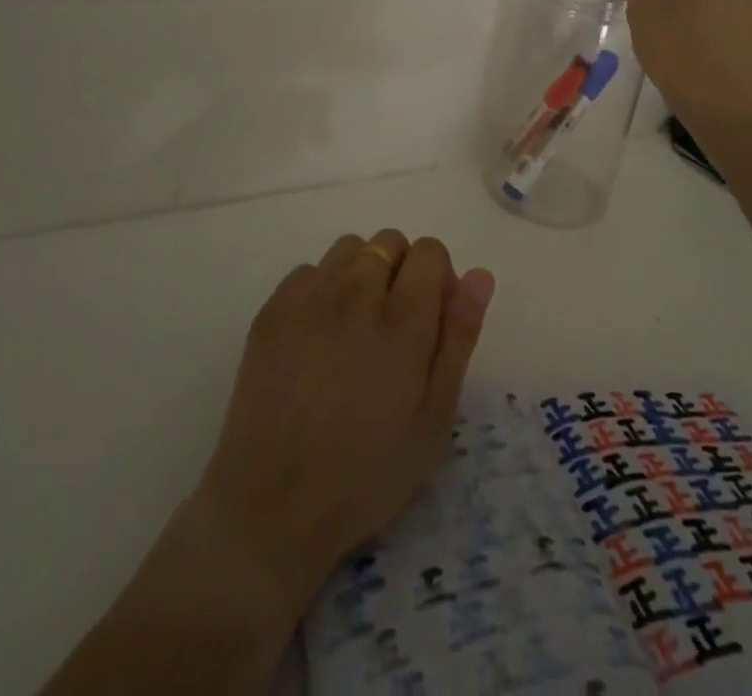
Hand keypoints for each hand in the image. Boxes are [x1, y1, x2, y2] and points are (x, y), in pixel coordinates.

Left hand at [193, 230, 494, 615]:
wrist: (272, 508)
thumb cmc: (367, 473)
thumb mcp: (434, 419)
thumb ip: (459, 338)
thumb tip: (479, 275)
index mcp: (402, 320)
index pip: (428, 250)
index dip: (437, 277)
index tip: (430, 318)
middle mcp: (355, 294)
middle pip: (389, 242)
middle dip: (401, 271)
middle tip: (394, 328)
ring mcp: (308, 299)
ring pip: (348, 248)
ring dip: (362, 273)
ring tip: (355, 327)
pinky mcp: (272, 310)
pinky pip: (308, 271)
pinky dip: (322, 289)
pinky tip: (318, 337)